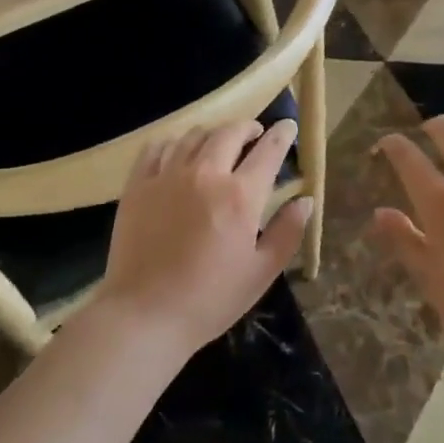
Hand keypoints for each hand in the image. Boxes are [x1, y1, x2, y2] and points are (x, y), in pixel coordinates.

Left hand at [95, 119, 310, 354]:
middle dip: (248, 127)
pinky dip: (174, 143)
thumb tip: (305, 200)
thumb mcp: (261, 272)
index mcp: (239, 195)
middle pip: (229, 132)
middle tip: (255, 134)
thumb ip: (287, 232)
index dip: (282, 134)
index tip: (288, 126)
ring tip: (218, 144)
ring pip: (194, 135)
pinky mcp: (138, 185)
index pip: (268, 150)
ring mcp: (167, 176)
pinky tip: (178, 152)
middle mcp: (205, 174)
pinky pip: (157, 148)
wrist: (144, 316)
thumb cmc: (210, 300)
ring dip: (213, 134)